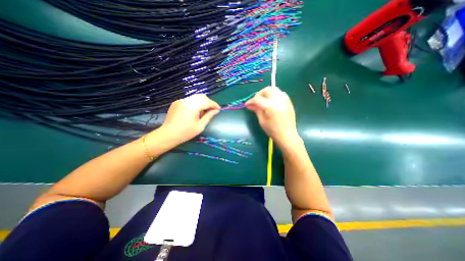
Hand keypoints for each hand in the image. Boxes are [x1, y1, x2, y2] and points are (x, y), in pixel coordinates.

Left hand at [146, 95, 219, 149]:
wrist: (168, 134)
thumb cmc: (186, 132)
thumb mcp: (200, 126)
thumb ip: (209, 116)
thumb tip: (216, 111)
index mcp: (192, 106)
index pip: (207, 101)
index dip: (214, 105)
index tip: (219, 109)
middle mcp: (186, 100)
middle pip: (201, 96)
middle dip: (209, 102)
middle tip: (212, 110)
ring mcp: (180, 100)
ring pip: (195, 97)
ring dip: (202, 102)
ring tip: (203, 112)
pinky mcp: (177, 102)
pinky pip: (189, 100)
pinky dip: (195, 103)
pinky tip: (194, 112)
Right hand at [244, 87, 299, 148]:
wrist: (287, 136)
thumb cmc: (273, 131)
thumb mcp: (262, 121)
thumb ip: (257, 110)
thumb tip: (249, 105)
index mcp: (270, 107)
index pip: (258, 99)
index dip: (250, 101)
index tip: (247, 104)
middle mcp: (278, 101)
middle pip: (267, 90)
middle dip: (259, 94)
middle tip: (255, 101)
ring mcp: (285, 100)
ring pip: (274, 89)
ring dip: (266, 92)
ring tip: (263, 99)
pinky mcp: (289, 102)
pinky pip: (280, 93)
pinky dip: (274, 94)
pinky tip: (271, 101)